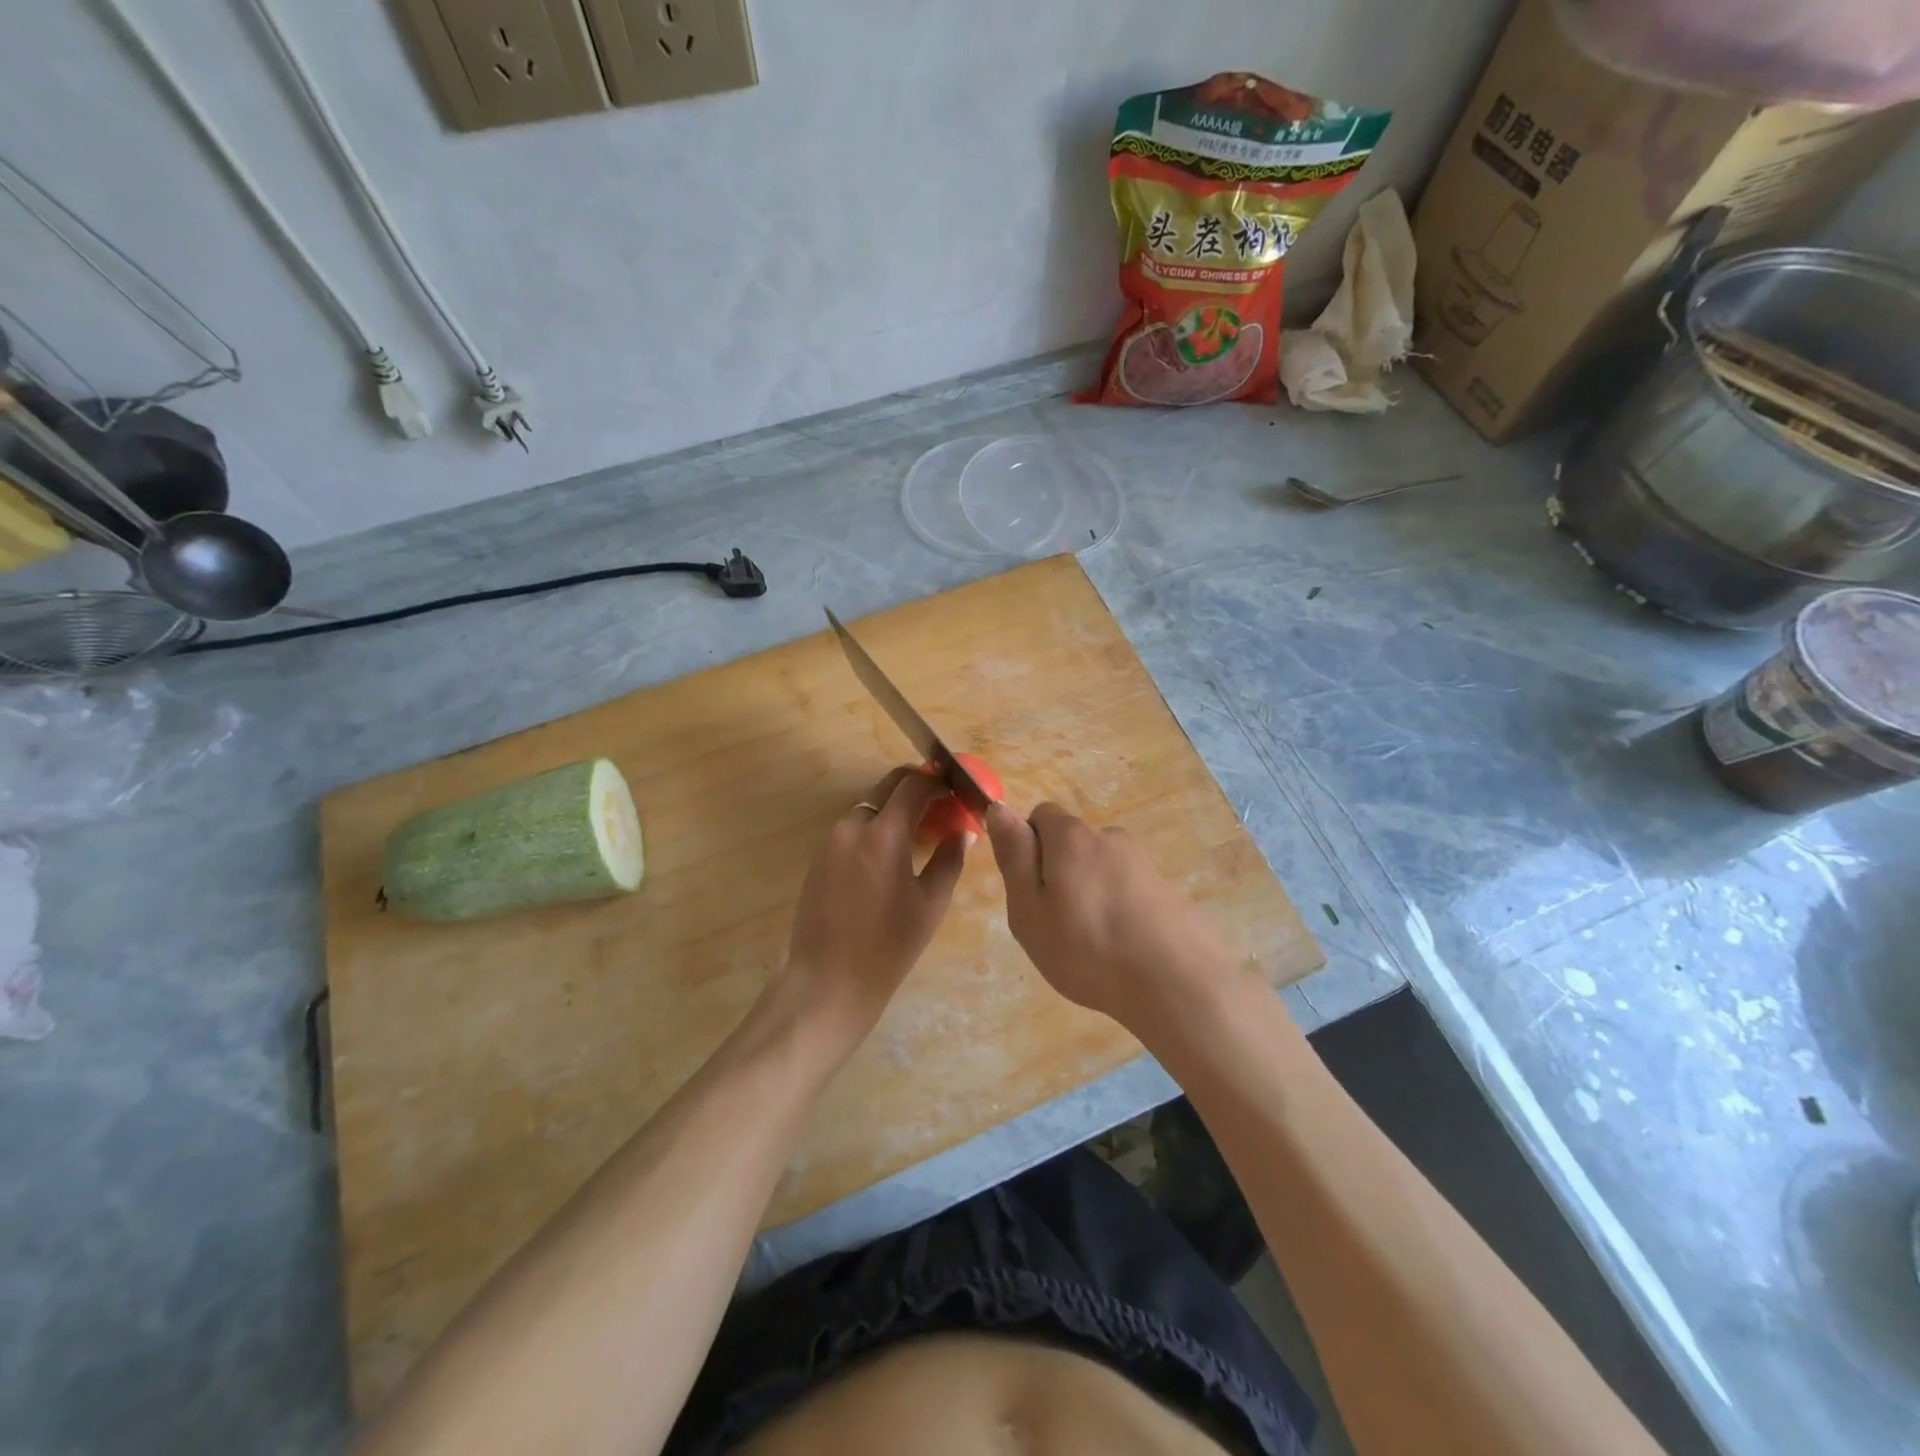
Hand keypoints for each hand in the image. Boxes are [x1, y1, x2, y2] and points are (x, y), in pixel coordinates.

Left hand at [776, 766, 969, 1052]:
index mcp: (884, 833)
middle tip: (941, 803)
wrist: (828, 981)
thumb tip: (964, 832)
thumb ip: (950, 859)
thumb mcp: (931, 904)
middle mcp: (853, 826)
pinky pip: (853, 827)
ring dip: (895, 807)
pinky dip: (876, 826)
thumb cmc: (888, 947)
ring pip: (869, 806)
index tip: (957, 790)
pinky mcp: (818, 857)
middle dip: (917, 786)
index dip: (939, 781)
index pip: (915, 785)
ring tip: (919, 831)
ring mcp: (831, 840)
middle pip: (887, 786)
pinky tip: (891, 853)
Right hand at [985, 801, 1235, 1030]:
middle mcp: (1110, 837)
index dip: (1028, 848)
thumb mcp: (1029, 909)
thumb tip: (998, 808)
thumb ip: (1014, 856)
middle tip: (1056, 924)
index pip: (1040, 816)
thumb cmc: (1087, 949)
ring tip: (1092, 944)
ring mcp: (1143, 863)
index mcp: (1072, 837)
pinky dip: (1118, 910)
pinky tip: (1122, 949)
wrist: (1176, 985)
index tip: (1031, 891)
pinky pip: (1127, 890)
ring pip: (1100, 869)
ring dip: (1090, 893)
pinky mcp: (1167, 890)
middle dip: (1059, 873)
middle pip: (1072, 844)